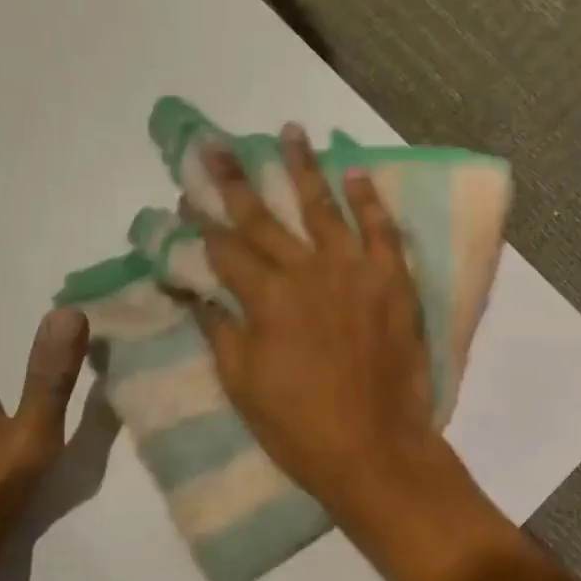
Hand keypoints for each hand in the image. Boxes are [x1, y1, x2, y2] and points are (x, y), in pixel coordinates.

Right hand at [195, 126, 443, 519]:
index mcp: (265, 299)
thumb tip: (195, 293)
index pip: (225, 249)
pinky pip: (382, 231)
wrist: (375, 448)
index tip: (187, 199)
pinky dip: (370, 200)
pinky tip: (356, 172)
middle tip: (216, 145)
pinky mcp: (393, 282)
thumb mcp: (242, 384)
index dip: (202, 224)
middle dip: (236, 180)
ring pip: (324, 208)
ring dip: (304, 169)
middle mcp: (307, 272)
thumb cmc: (299, 426)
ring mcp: (355, 272)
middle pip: (264, 218)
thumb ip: (220, 331)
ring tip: (290, 131)